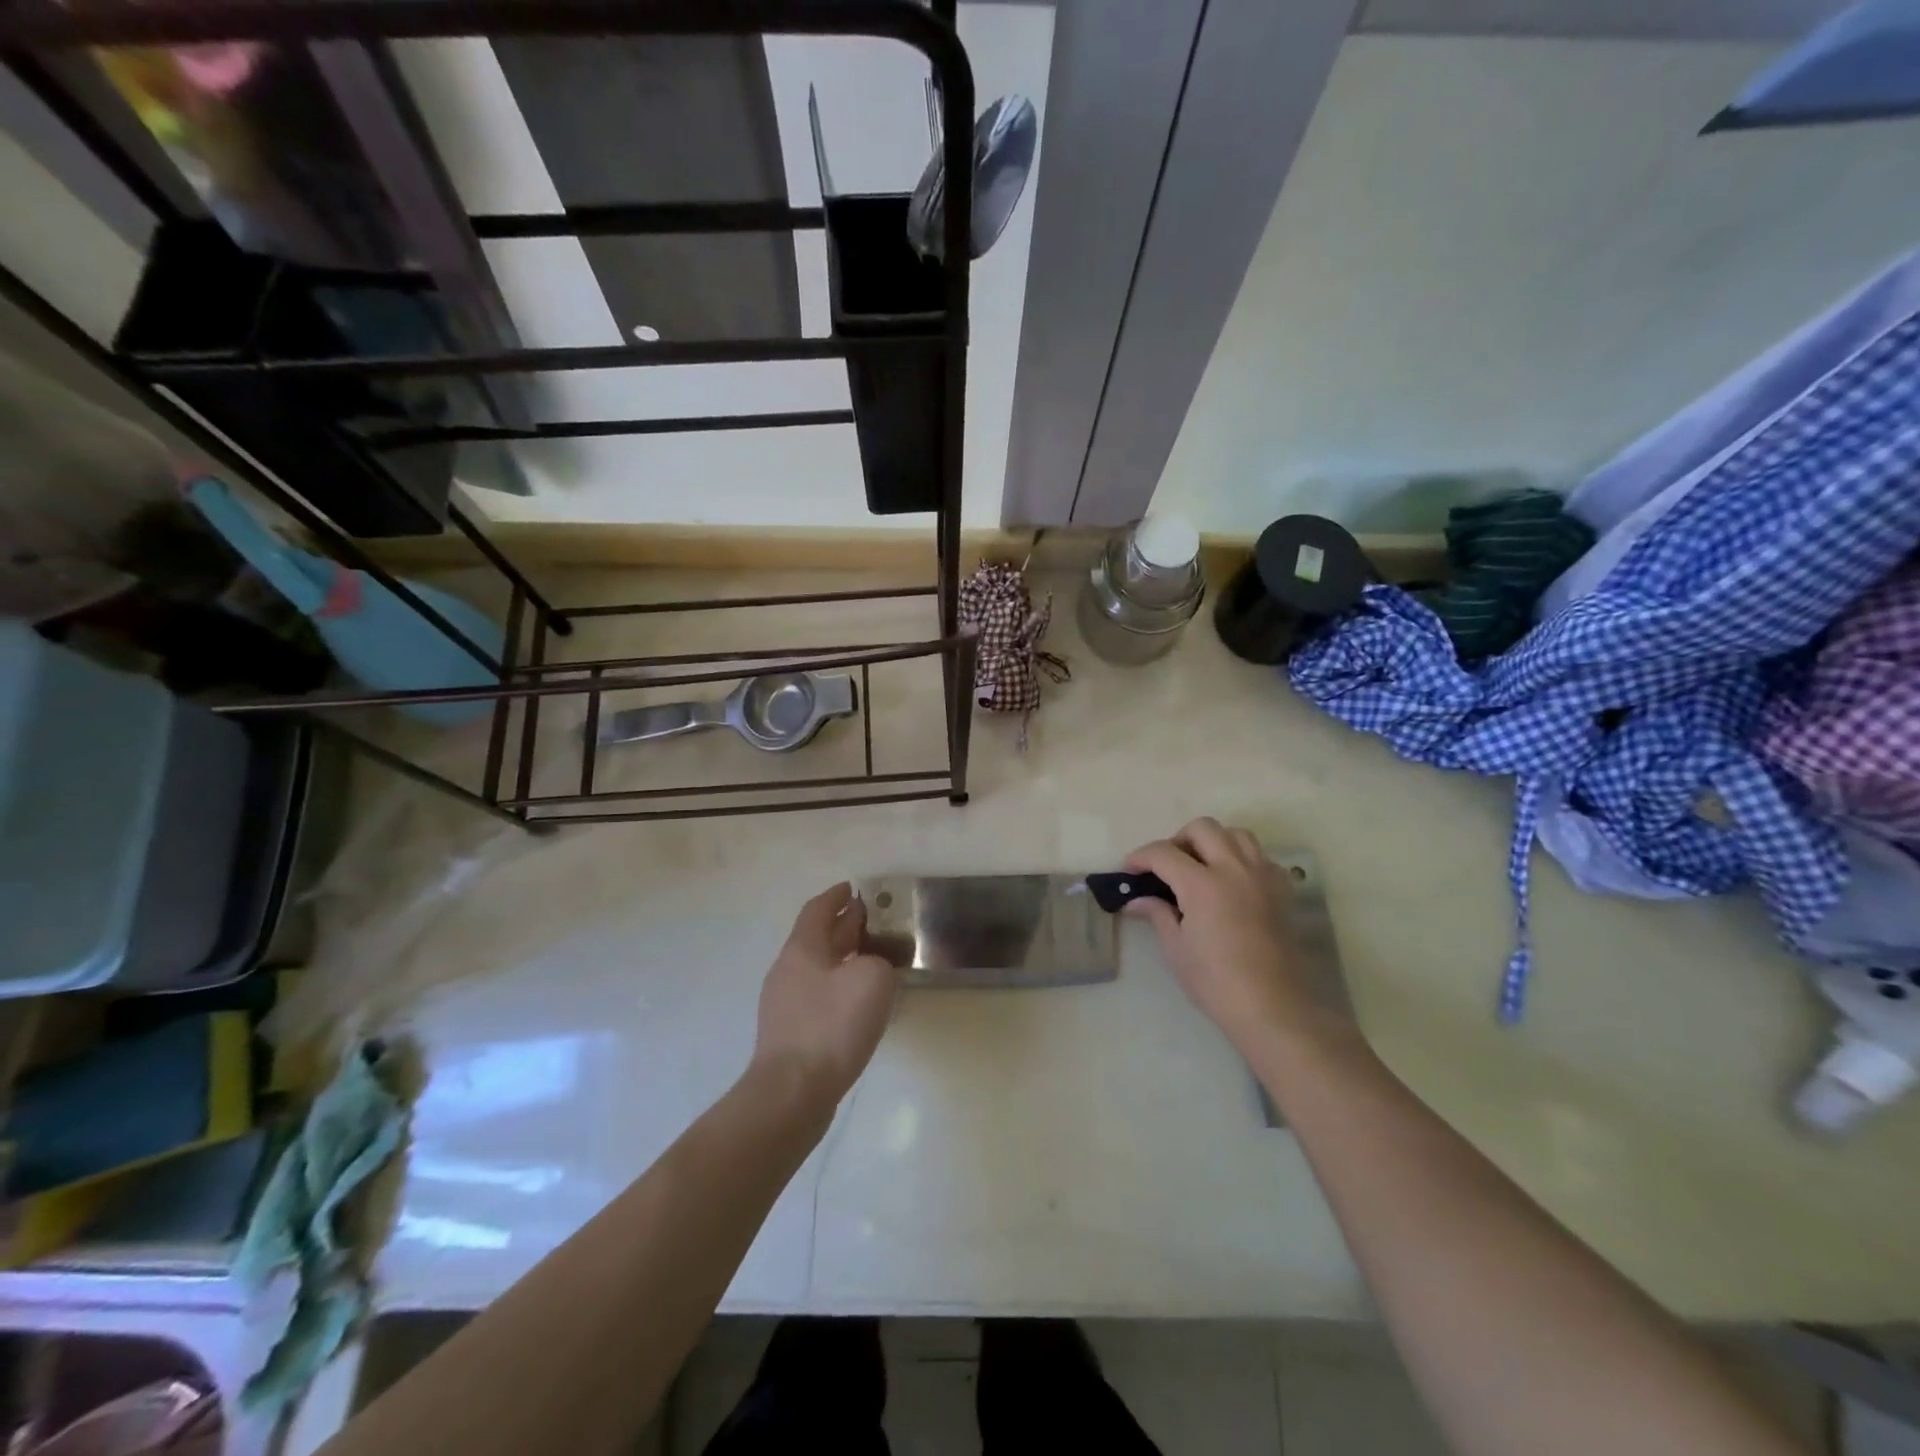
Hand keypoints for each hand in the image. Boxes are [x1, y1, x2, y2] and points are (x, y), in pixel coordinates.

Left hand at [751, 883, 899, 1111]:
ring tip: (870, 960)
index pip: (817, 910)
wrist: (793, 1093)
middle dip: (842, 926)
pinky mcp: (790, 1036)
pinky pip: (818, 998)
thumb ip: (877, 961)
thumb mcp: (872, 979)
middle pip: (816, 938)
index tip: (853, 888)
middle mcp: (788, 971)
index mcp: (802, 949)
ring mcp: (785, 1005)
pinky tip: (858, 1003)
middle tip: (869, 919)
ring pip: (818, 969)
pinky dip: (838, 988)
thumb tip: (869, 968)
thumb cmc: (832, 1025)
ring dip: (842, 959)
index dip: (835, 896)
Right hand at [1124, 819, 1320, 1057]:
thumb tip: (1137, 900)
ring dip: (1213, 841)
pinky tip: (1232, 882)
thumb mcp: (1176, 949)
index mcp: (1202, 884)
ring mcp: (1262, 876)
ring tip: (1201, 866)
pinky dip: (1242, 858)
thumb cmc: (1216, 982)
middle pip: (1203, 828)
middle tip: (1167, 867)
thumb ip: (1158, 914)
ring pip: (1236, 834)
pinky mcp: (1282, 890)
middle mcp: (1234, 869)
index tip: (1130, 870)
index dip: (1141, 857)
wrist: (1273, 1006)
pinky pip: (1261, 857)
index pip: (1163, 853)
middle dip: (1178, 840)